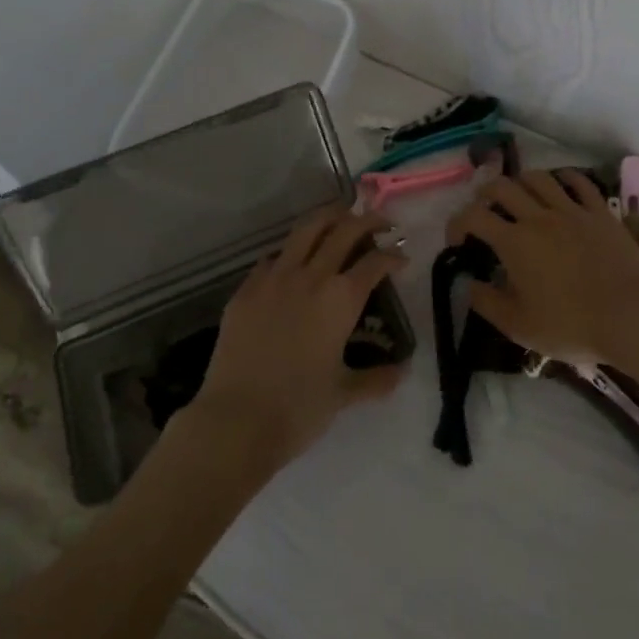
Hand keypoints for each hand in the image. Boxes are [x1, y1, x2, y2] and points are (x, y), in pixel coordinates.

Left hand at [190, 206, 409, 470]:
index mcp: (342, 298)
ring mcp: (275, 277)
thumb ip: (376, 379)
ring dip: (329, 218)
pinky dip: (290, 251)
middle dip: (368, 221)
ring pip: (306, 229)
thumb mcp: (343, 394)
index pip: (376, 262)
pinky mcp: (246, 288)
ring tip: (341, 217)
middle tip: (380, 223)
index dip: (393, 255)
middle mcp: (312, 276)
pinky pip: (273, 257)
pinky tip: (293, 261)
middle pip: (345, 231)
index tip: (401, 257)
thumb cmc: (297, 408)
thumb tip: (402, 372)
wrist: (236, 420)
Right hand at [446, 170, 638, 368]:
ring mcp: (572, 210)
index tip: (456, 240)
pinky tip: (559, 184)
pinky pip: (579, 182)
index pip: (473, 217)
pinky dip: (563, 177)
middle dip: (485, 194)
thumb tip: (468, 283)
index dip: (457, 223)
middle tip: (483, 210)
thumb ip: (487, 302)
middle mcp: (538, 217)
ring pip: (538, 178)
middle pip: (502, 187)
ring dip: (521, 182)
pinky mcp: (600, 212)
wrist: (633, 315)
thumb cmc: (572, 325)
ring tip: (518, 196)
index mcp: (514, 242)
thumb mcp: (519, 326)